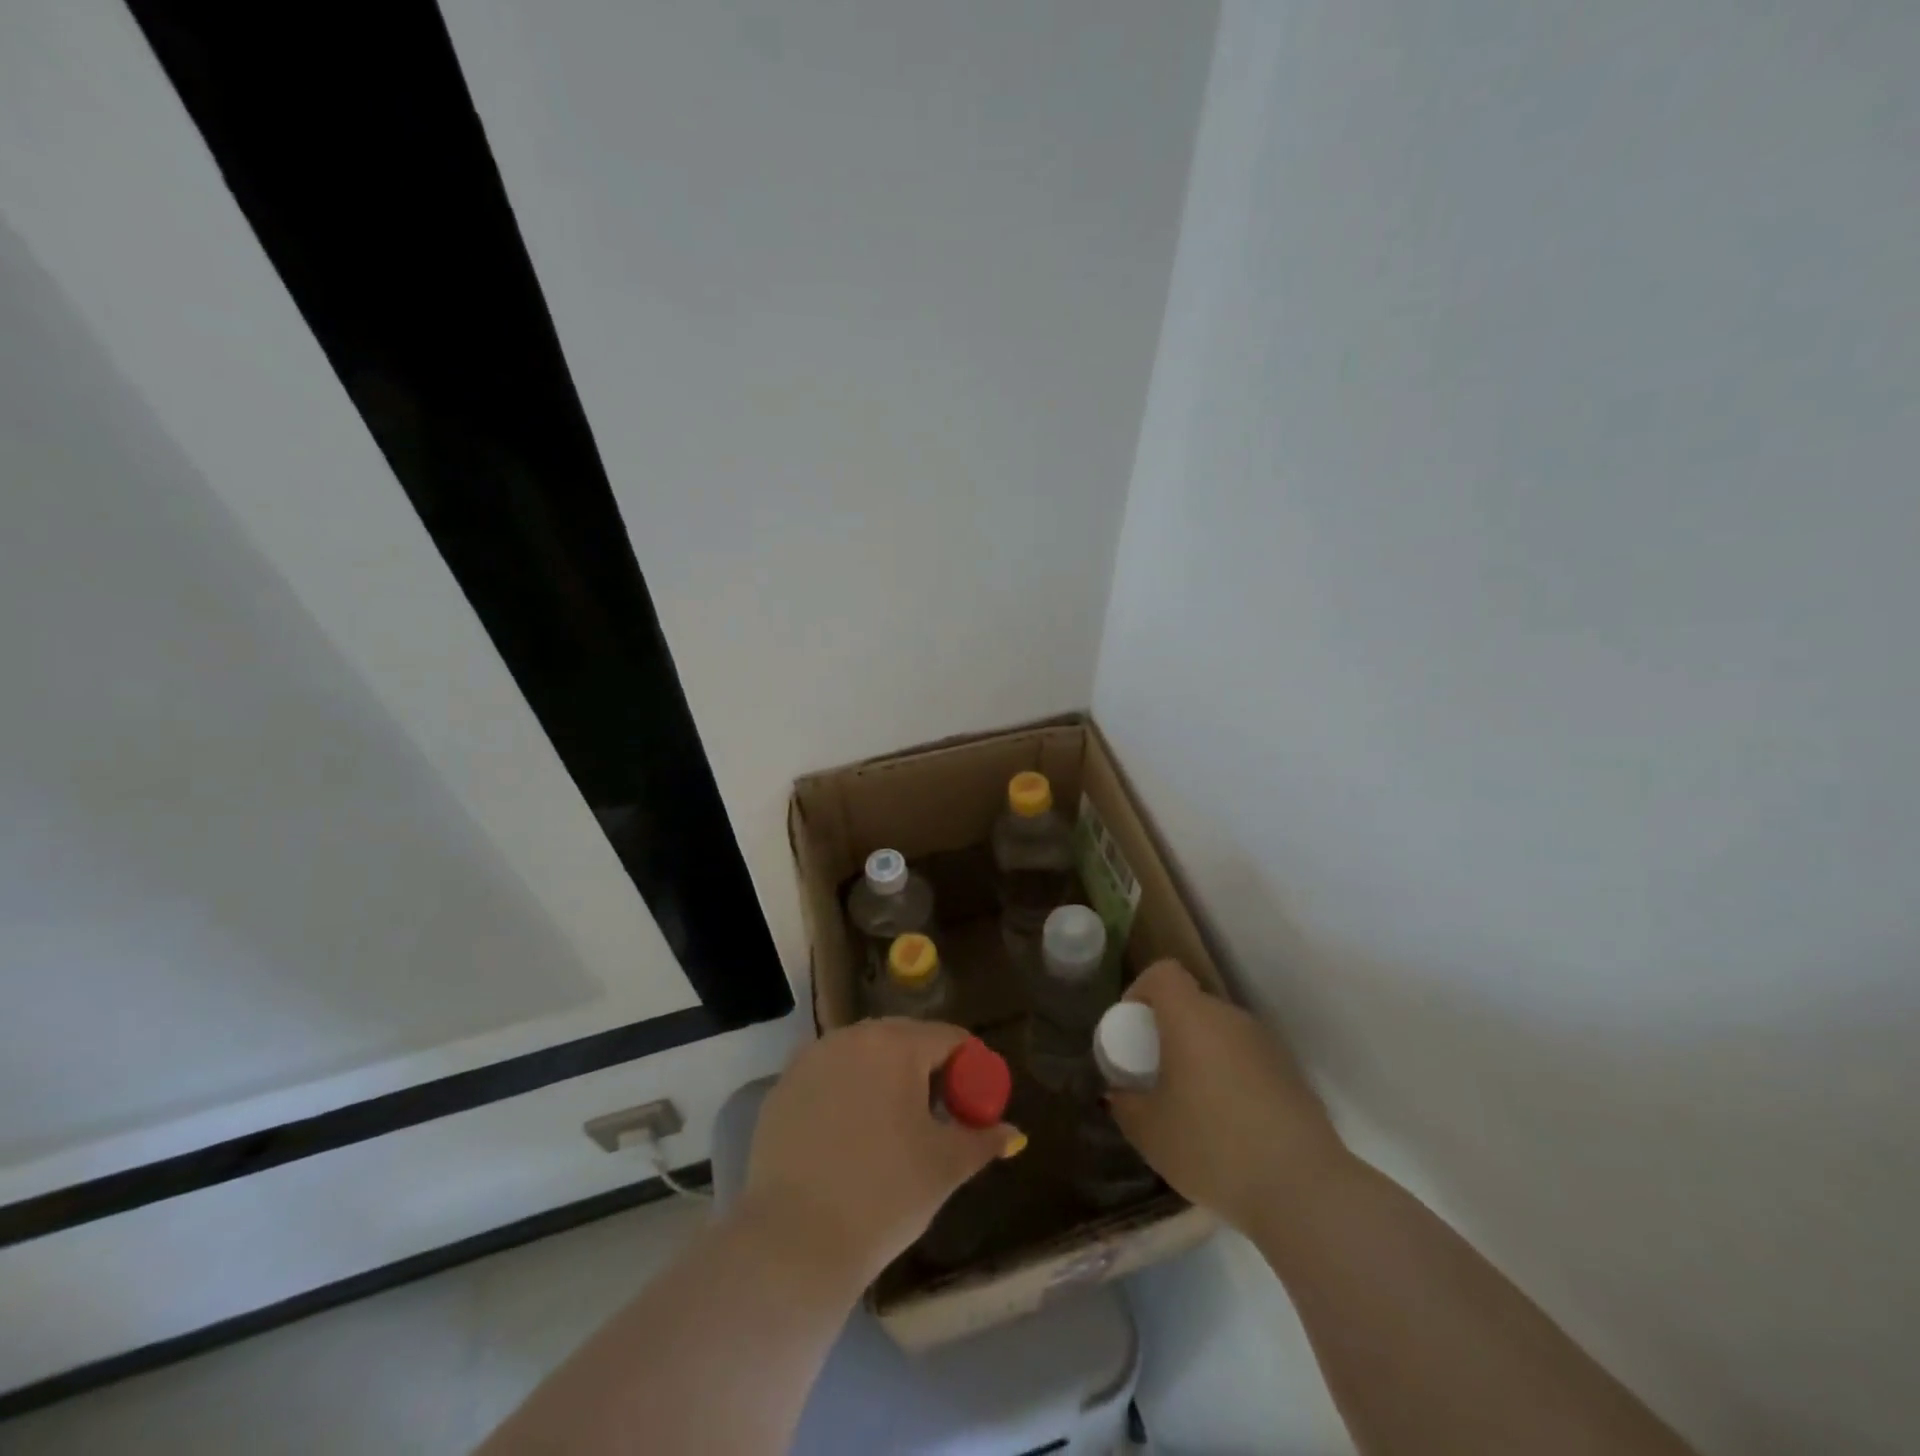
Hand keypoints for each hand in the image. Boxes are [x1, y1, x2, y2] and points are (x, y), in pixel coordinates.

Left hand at [742, 1018, 1018, 1286]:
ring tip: (891, 1128)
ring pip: (862, 1056)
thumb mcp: (945, 1167)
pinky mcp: (781, 1088)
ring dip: (883, 1079)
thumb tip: (1012, 1133)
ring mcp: (810, 1059)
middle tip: (936, 1117)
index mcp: (896, 1044)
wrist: (795, 1242)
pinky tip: (847, 1138)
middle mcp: (851, 1037)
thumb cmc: (884, 1195)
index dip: (970, 1068)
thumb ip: (983, 1140)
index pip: (949, 1038)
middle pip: (903, 1040)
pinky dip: (845, 1094)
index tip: (974, 1104)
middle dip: (926, 1070)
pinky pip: (828, 1077)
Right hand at [1107, 959, 1348, 1230]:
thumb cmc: (1212, 1147)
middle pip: (1193, 1004)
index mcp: (1191, 1017)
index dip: (1141, 990)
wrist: (1303, 1190)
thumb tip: (1120, 1094)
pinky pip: (1247, 1061)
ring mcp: (1267, 1045)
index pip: (1164, 973)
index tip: (1132, 1028)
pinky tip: (1230, 1127)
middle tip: (1157, 1073)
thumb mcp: (1150, 1133)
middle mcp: (1231, 1018)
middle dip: (1170, 1031)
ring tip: (1192, 1106)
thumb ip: (1126, 1105)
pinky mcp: (1293, 1075)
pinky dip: (1231, 1079)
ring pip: (1222, 1034)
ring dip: (1202, 1056)